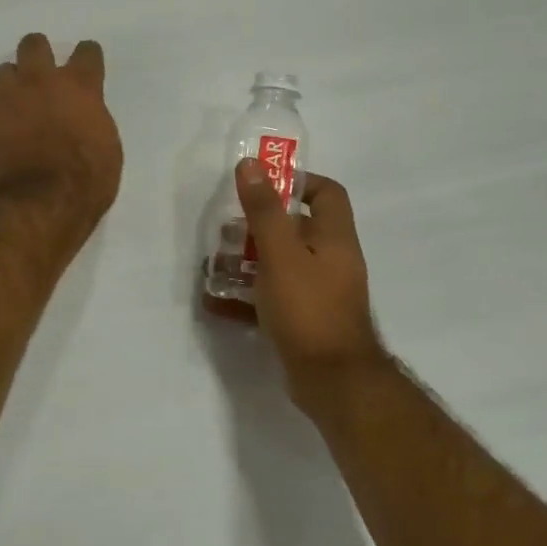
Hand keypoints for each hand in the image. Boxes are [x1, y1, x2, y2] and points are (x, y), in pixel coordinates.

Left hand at [0, 33, 123, 239]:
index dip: (88, 57)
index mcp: (80, 88)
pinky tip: (8, 128)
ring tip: (19, 100)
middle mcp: (42, 83)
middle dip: (39, 54)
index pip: (86, 53)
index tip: (87, 65)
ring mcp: (10, 100)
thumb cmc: (87, 181)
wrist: (42, 204)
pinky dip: (1, 112)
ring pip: (4, 69)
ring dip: (13, 80)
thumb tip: (84, 119)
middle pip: (34, 45)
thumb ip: (93, 122)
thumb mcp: (108, 149)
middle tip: (44, 74)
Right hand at [212, 161, 387, 405]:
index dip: (298, 182)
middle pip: (297, 230)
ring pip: (281, 266)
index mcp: (334, 238)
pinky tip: (215, 301)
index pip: (326, 193)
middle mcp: (331, 261)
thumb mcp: (280, 254)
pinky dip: (247, 297)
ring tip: (212, 265)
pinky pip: (273, 299)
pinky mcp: (304, 321)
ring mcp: (319, 294)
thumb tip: (251, 165)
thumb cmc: (308, 309)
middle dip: (258, 227)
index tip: (261, 186)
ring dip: (247, 262)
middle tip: (225, 231)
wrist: (332, 380)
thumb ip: (265, 211)